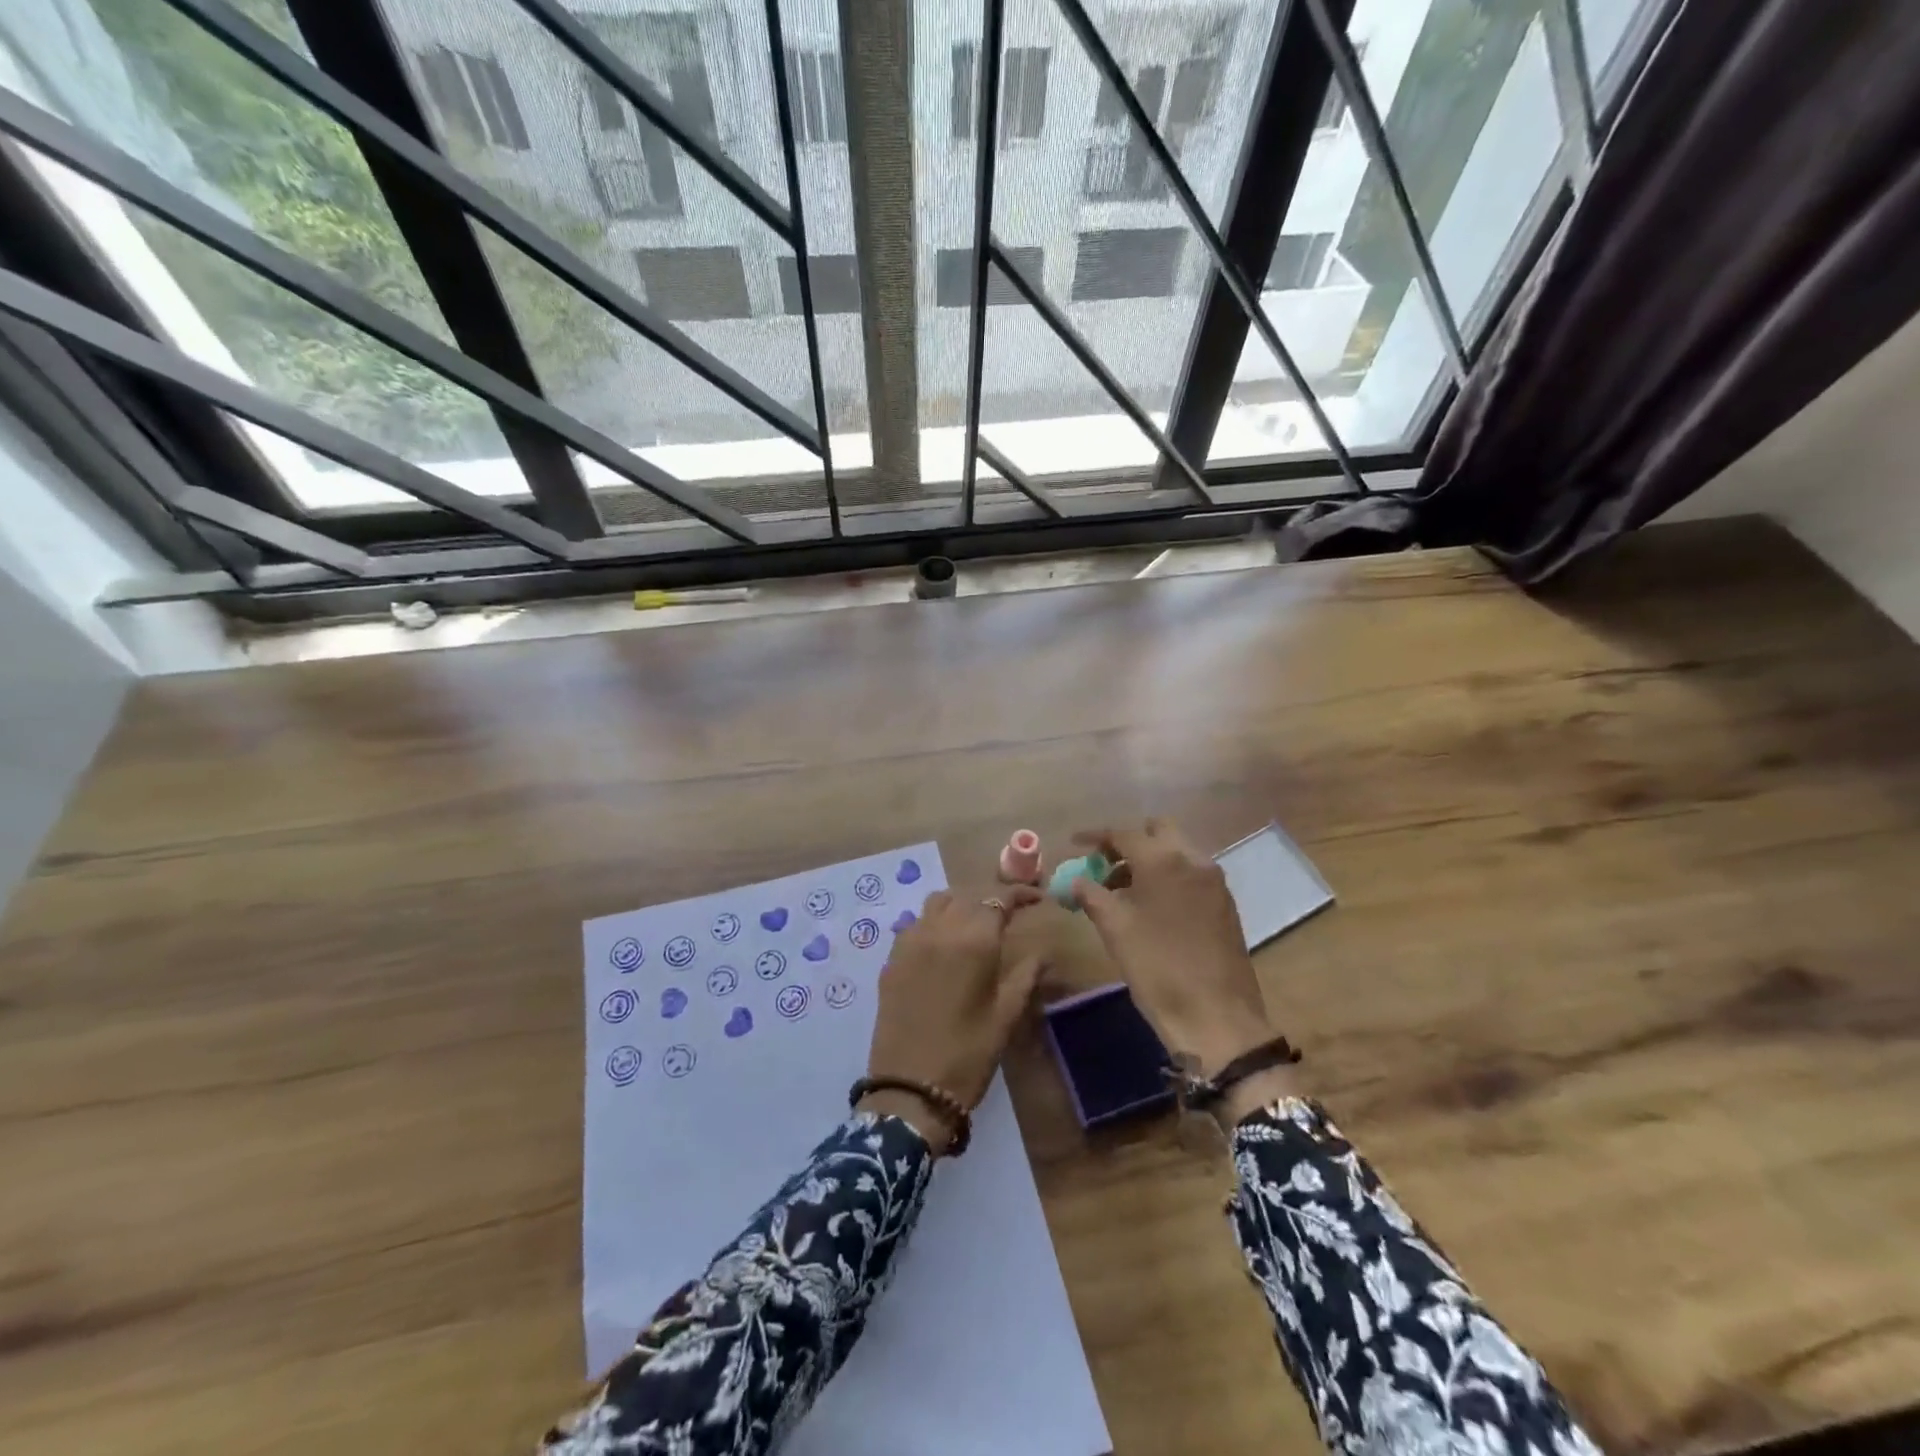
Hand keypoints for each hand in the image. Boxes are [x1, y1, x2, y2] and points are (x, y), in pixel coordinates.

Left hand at [862, 886, 1044, 1151]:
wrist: (910, 1090)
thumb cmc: (968, 1054)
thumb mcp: (1006, 1015)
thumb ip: (1026, 974)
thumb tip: (1043, 952)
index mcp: (973, 940)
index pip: (998, 898)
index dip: (1020, 894)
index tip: (1036, 899)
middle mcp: (939, 929)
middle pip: (967, 895)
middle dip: (991, 898)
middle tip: (1010, 912)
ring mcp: (910, 941)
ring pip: (938, 902)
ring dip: (960, 903)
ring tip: (976, 922)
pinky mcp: (891, 959)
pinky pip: (916, 923)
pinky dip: (934, 921)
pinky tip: (944, 943)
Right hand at [1071, 820, 1297, 1121]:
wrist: (1217, 1017)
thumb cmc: (1158, 969)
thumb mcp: (1115, 930)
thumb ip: (1092, 896)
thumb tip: (1076, 880)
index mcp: (1164, 861)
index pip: (1124, 834)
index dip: (1096, 837)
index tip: (1075, 843)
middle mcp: (1194, 860)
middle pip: (1158, 831)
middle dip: (1129, 841)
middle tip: (1104, 864)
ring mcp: (1214, 882)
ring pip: (1177, 851)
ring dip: (1149, 859)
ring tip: (1121, 889)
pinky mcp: (1225, 904)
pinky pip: (1192, 873)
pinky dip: (1169, 876)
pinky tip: (1151, 906)